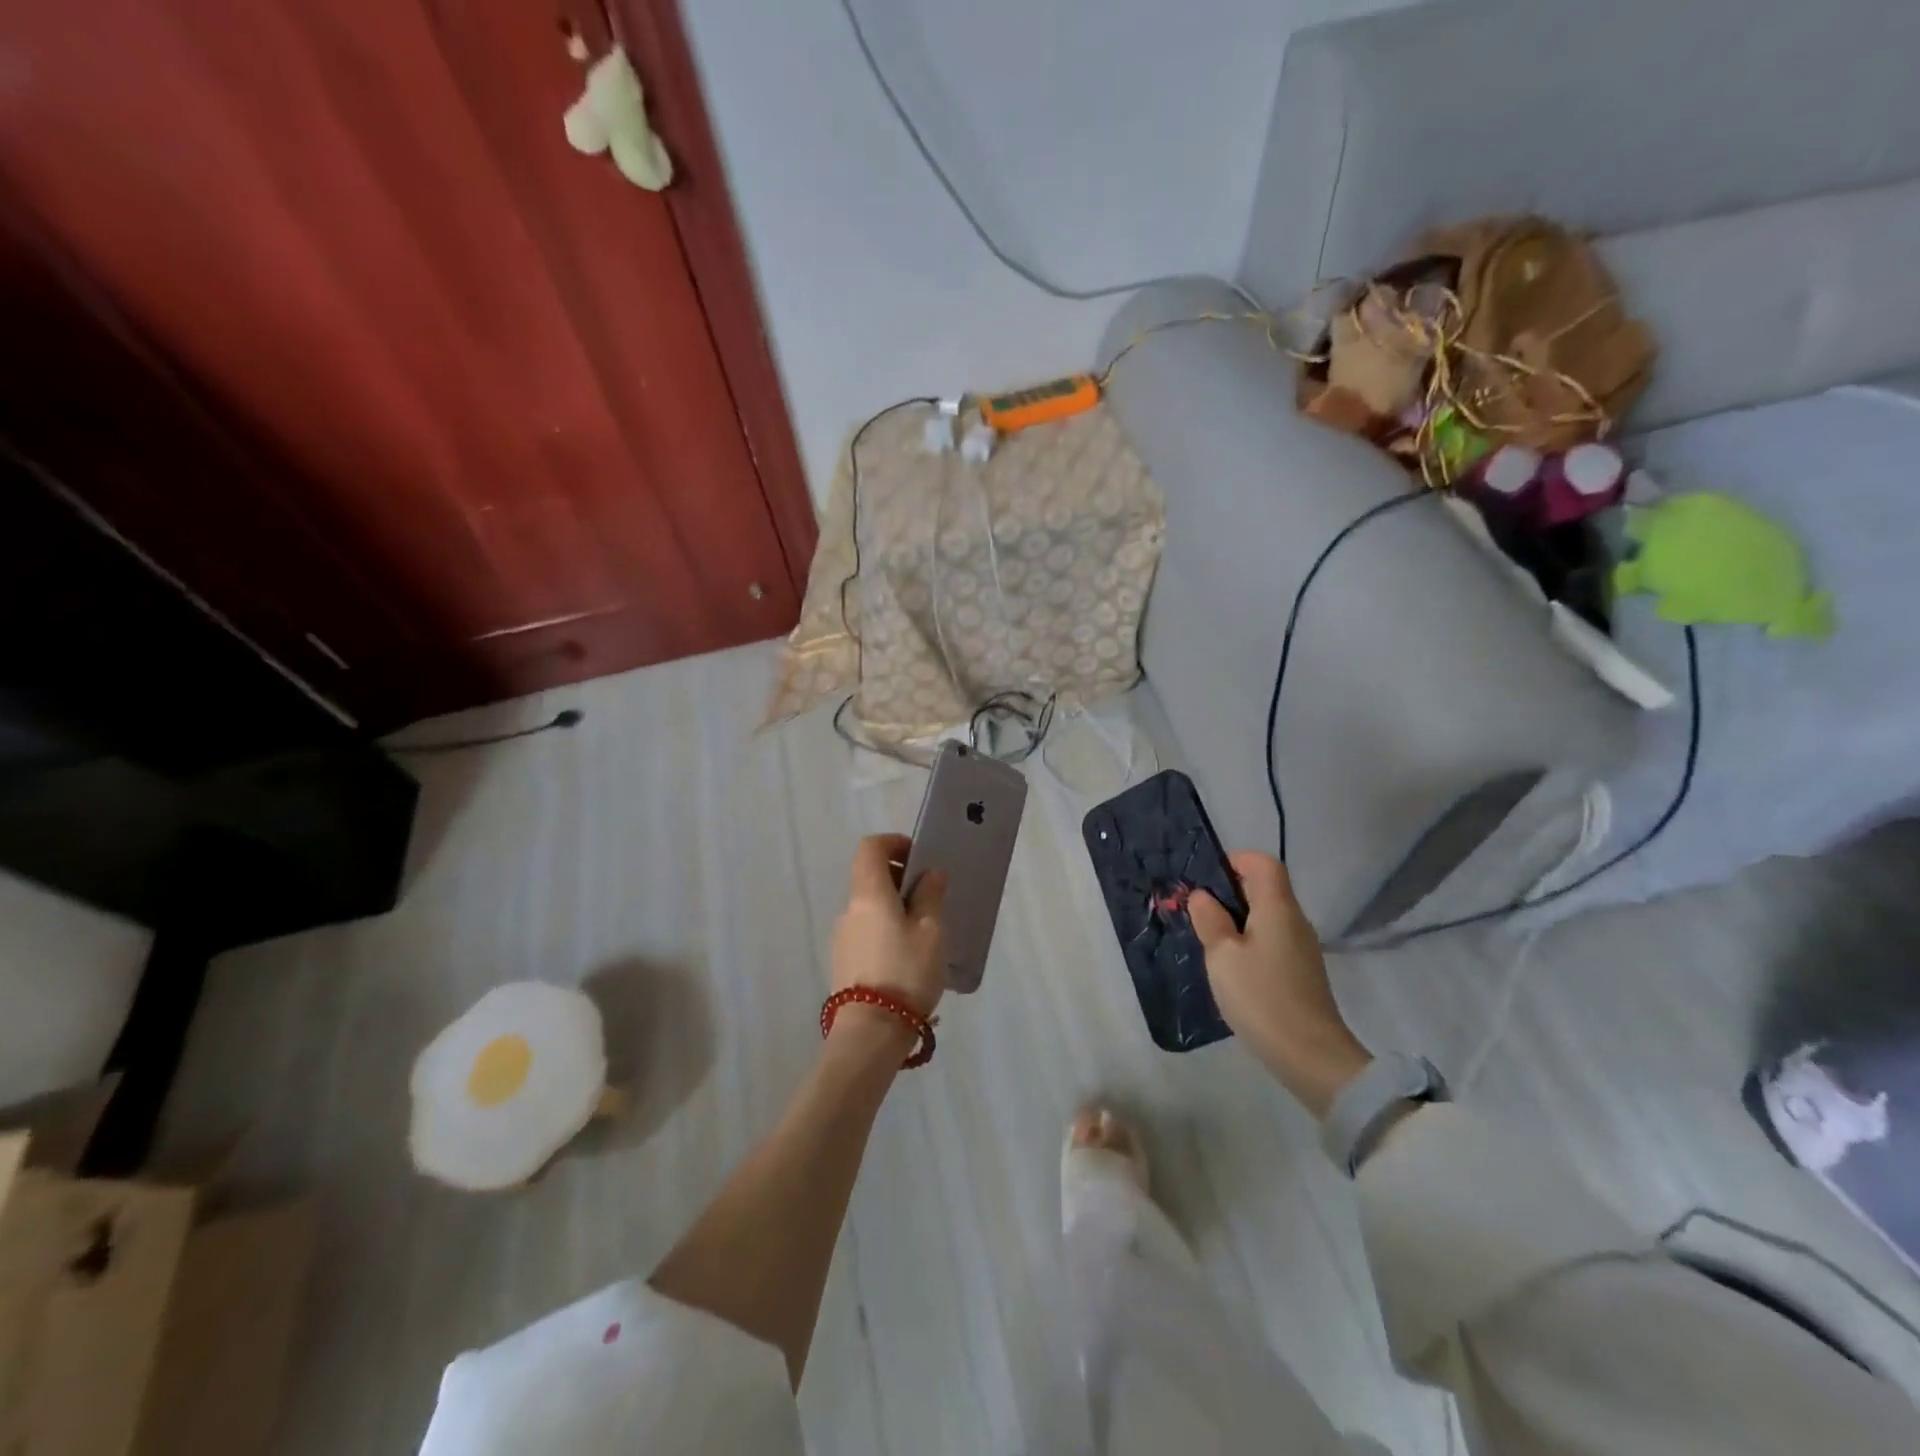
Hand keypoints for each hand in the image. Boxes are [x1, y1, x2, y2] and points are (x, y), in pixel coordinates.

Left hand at [831, 834, 947, 1029]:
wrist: (870, 1033)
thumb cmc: (905, 972)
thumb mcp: (930, 932)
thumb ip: (930, 896)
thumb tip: (930, 873)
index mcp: (868, 894)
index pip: (870, 848)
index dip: (894, 843)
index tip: (919, 857)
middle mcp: (849, 909)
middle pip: (869, 877)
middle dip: (900, 878)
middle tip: (930, 897)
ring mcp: (842, 937)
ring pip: (869, 907)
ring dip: (894, 907)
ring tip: (924, 933)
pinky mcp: (843, 962)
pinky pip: (867, 931)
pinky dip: (886, 929)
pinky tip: (908, 957)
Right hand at [1189, 852, 1371, 1117]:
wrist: (1310, 1056)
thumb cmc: (1261, 996)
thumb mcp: (1222, 955)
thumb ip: (1210, 920)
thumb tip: (1202, 895)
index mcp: (1277, 907)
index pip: (1263, 863)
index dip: (1234, 860)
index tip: (1205, 878)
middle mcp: (1294, 920)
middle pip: (1264, 888)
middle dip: (1228, 891)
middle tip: (1196, 911)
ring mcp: (1301, 948)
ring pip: (1266, 916)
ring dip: (1236, 919)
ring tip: (1207, 939)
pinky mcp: (1300, 972)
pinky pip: (1271, 940)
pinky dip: (1248, 941)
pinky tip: (1230, 966)